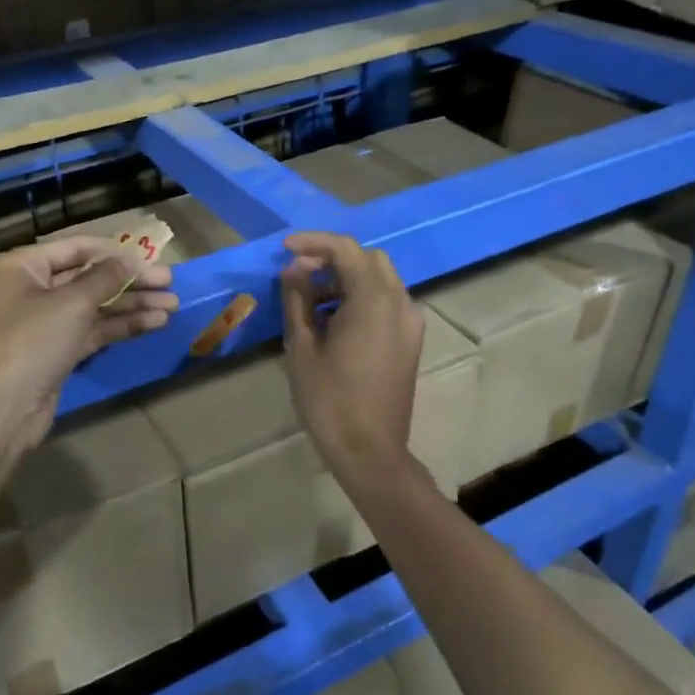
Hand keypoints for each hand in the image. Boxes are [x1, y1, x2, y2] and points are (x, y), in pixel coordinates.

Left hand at [0, 236, 177, 454]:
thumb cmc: (30, 341)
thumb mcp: (71, 302)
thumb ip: (105, 277)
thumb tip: (128, 260)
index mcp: (23, 267)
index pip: (76, 248)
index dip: (114, 251)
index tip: (150, 257)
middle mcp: (32, 290)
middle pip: (89, 278)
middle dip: (130, 281)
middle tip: (169, 282)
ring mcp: (44, 324)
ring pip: (95, 307)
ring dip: (132, 305)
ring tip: (172, 305)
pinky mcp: (57, 352)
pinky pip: (93, 331)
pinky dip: (121, 326)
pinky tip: (154, 323)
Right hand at [280, 232, 424, 481]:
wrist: (370, 451)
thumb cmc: (329, 399)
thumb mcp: (302, 346)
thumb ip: (298, 300)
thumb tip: (294, 270)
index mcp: (374, 299)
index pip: (346, 249)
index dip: (313, 243)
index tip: (284, 249)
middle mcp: (400, 302)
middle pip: (367, 259)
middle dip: (331, 259)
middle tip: (297, 274)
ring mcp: (410, 322)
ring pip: (379, 280)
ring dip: (345, 278)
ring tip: (308, 300)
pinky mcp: (410, 341)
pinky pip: (386, 303)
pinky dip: (359, 297)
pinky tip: (332, 319)